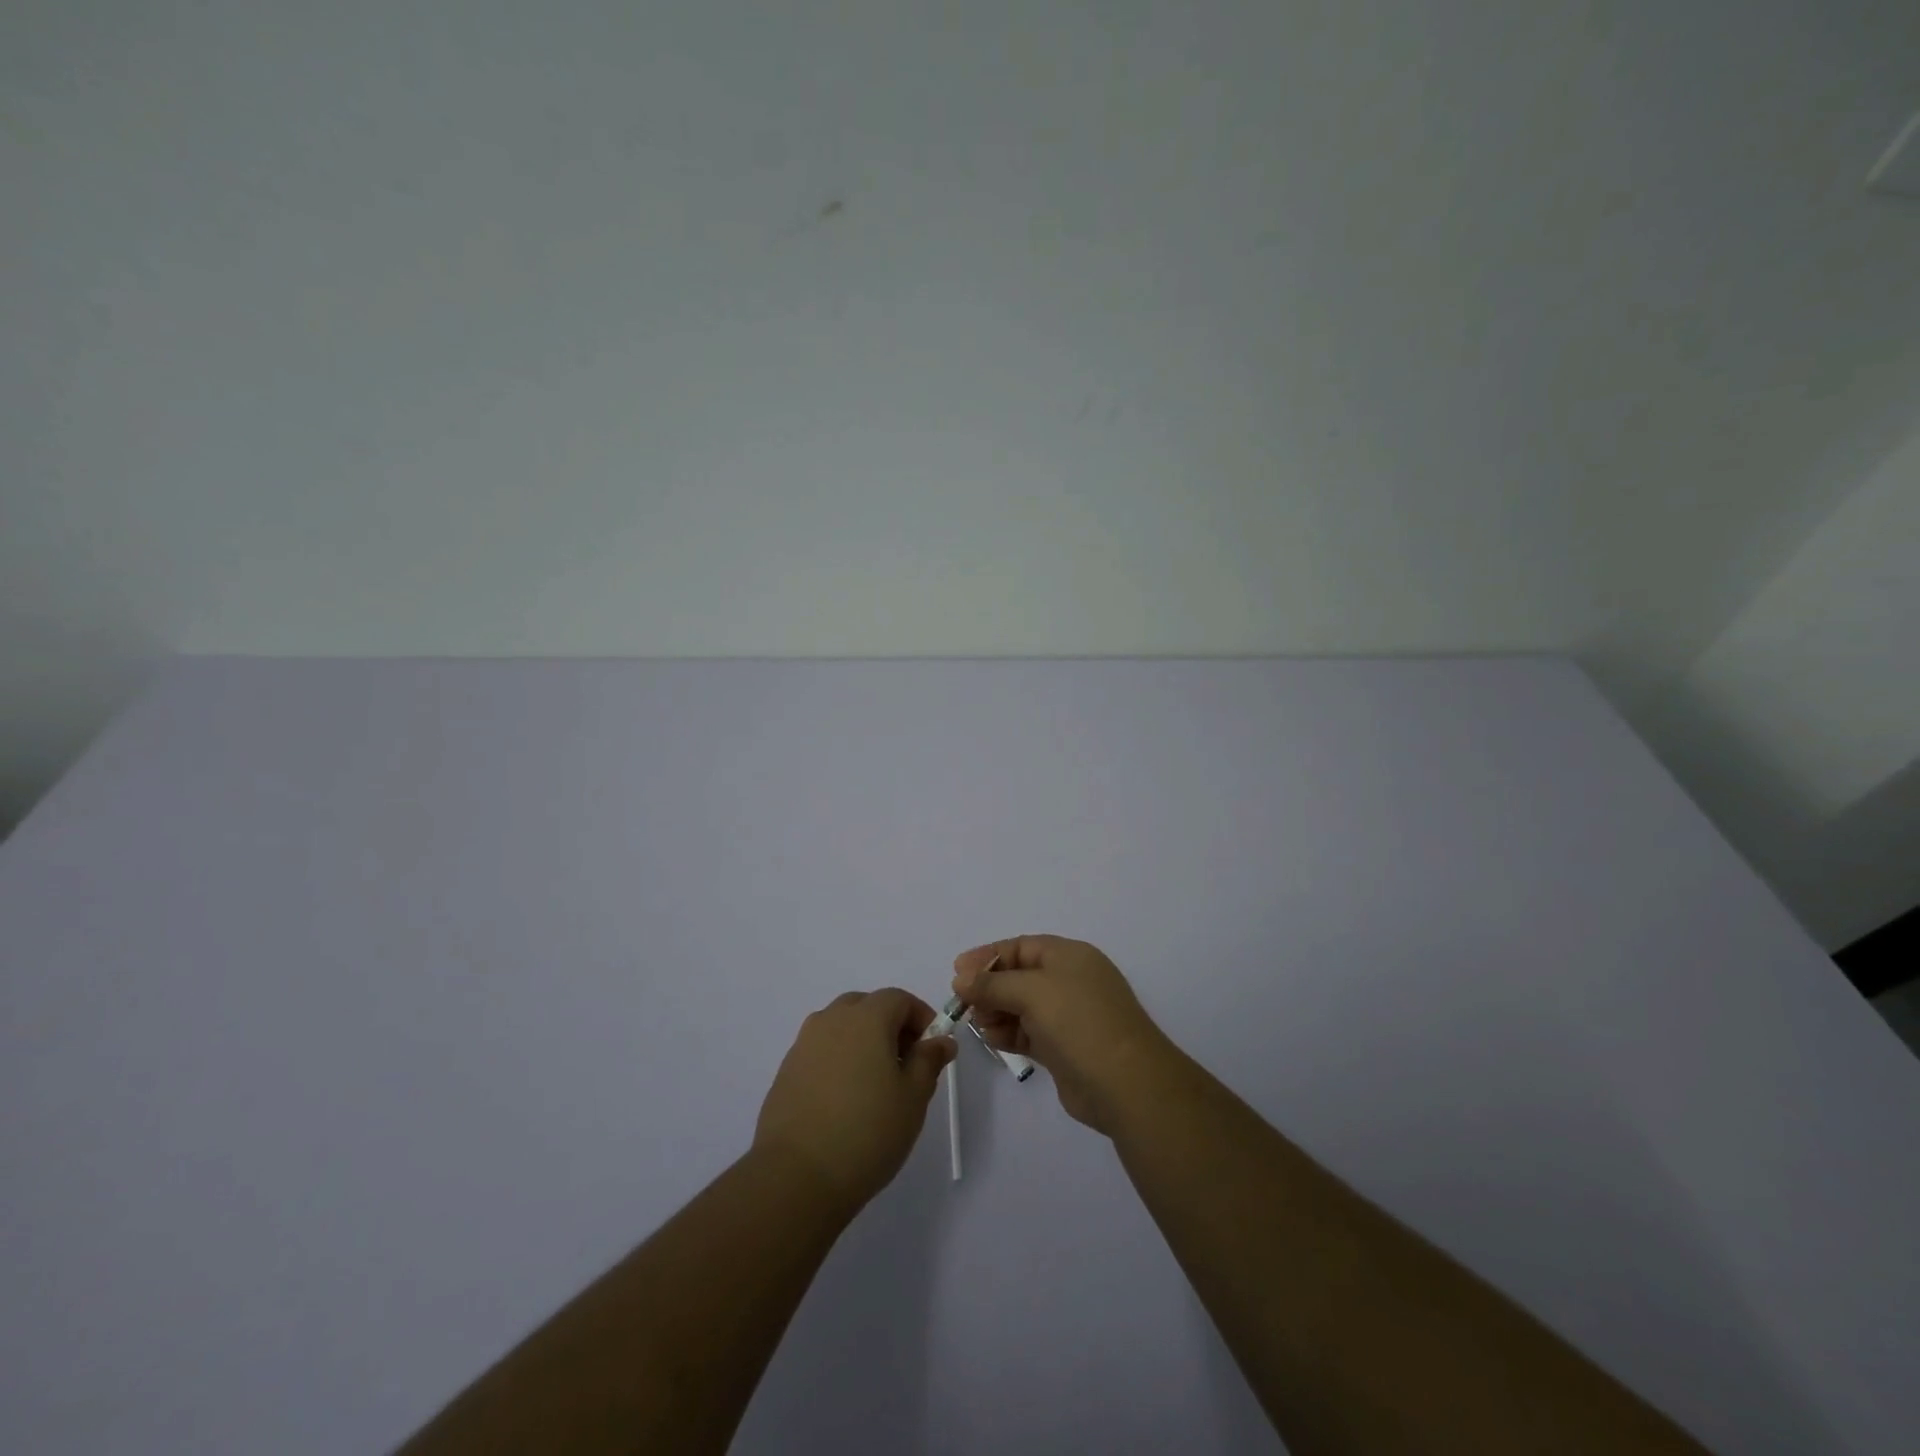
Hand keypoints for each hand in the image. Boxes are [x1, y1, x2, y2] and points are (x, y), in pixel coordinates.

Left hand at [752, 988, 955, 1215]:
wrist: (796, 1176)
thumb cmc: (867, 1131)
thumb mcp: (914, 1098)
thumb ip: (929, 1061)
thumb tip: (941, 1040)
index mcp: (866, 1017)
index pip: (899, 999)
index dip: (921, 1017)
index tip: (932, 1049)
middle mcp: (832, 1019)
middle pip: (867, 1006)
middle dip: (890, 1026)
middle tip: (905, 1065)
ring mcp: (804, 1044)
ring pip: (841, 1027)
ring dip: (862, 1042)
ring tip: (874, 1085)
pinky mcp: (786, 1071)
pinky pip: (821, 1051)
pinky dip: (838, 1061)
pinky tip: (844, 1100)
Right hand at [955, 936, 1183, 1135]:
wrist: (1126, 1083)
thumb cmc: (1079, 1021)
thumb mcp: (1032, 991)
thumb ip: (992, 984)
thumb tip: (961, 979)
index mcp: (1069, 956)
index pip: (1021, 946)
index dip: (988, 956)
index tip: (957, 972)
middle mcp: (1070, 981)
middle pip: (1019, 976)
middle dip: (989, 987)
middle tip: (963, 1003)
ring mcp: (1068, 1016)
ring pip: (1021, 1006)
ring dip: (996, 1012)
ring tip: (978, 1024)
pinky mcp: (1064, 1048)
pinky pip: (1028, 1032)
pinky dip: (1008, 1033)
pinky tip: (992, 1040)